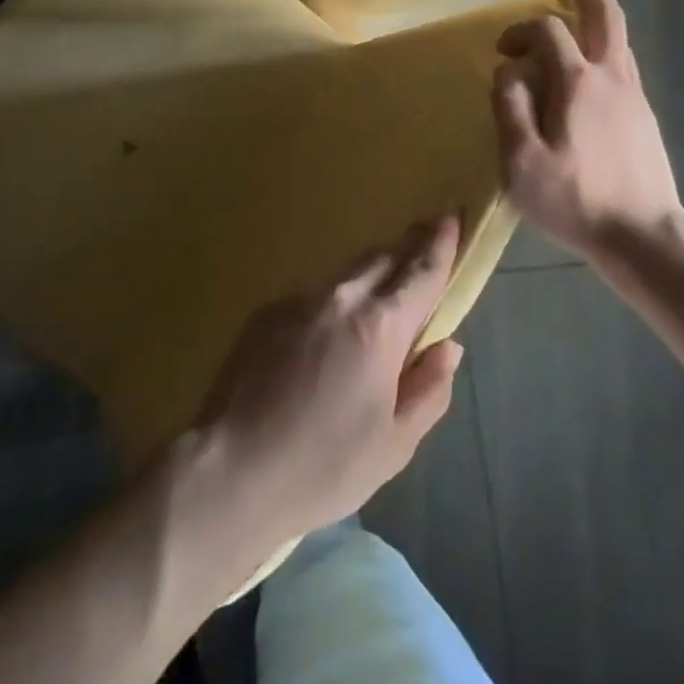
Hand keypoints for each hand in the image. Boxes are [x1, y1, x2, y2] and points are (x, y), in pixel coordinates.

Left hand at [192, 217, 464, 550]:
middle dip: (408, 247)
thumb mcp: (394, 444)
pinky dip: (334, 301)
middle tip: (426, 239)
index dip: (441, 242)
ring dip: (372, 273)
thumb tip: (448, 346)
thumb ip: (428, 389)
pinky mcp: (269, 310)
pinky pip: (314, 294)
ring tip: (383, 291)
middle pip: (383, 257)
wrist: (232, 469)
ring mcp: (299, 298)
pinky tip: (328, 335)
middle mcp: (341, 297)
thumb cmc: (324, 467)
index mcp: (380, 327)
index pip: (421, 271)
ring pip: (347, 272)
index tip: (452, 214)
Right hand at [492, 0, 683, 253]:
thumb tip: (509, 70)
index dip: (520, 30)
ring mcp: (635, 96)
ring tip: (574, 28)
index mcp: (577, 83)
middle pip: (606, 17)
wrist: (644, 236)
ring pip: (619, 42)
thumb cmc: (575, 200)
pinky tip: (587, 79)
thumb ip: (509, 107)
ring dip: (597, 24)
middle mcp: (611, 78)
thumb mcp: (521, 161)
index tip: (503, 52)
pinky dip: (604, 54)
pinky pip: (623, 68)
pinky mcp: (645, 118)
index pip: (547, 31)